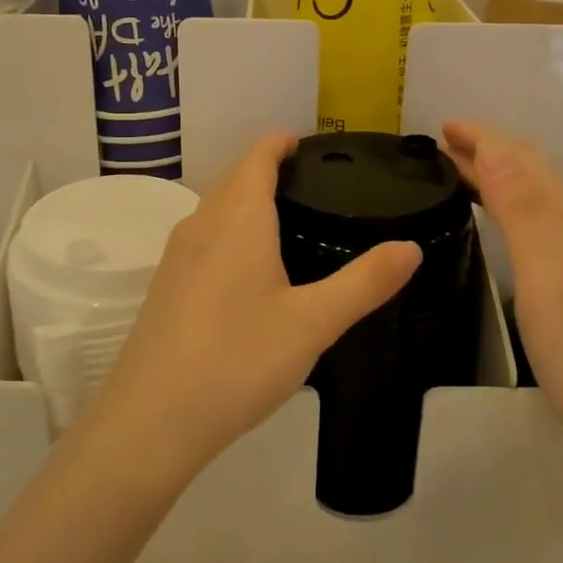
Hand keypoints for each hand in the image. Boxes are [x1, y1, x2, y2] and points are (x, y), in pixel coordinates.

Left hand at [87, 133, 421, 480]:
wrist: (152, 419)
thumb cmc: (238, 360)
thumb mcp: (313, 323)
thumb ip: (364, 283)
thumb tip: (410, 247)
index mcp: (236, 220)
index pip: (256, 158)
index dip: (279, 143)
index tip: (307, 143)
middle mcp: (200, 226)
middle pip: (232, 178)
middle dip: (264, 168)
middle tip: (310, 182)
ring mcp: (175, 257)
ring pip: (213, 209)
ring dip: (244, 199)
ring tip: (285, 219)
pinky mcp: (165, 287)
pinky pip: (202, 238)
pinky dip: (228, 230)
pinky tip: (247, 269)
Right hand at [441, 122, 562, 475]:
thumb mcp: (547, 273)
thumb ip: (522, 207)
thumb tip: (493, 145)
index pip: (522, 159)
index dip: (482, 138)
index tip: (441, 127)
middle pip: (533, 174)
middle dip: (488, 152)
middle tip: (442, 148)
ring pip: (539, 199)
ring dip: (500, 178)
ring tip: (462, 177)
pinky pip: (543, 226)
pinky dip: (513, 209)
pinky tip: (503, 227)